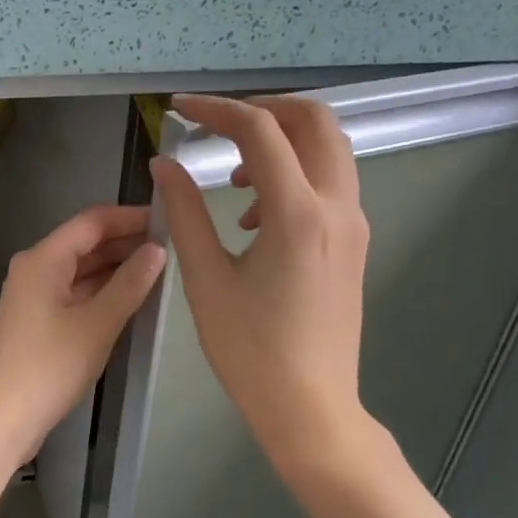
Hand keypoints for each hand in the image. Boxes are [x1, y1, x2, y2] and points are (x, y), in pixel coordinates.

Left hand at [0, 205, 165, 495]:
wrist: (2, 419)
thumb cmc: (49, 367)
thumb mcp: (97, 324)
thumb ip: (129, 284)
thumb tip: (157, 250)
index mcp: (43, 259)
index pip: (92, 222)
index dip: (130, 217)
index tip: (168, 219)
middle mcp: (36, 269)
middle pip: (86, 243)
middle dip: (126, 242)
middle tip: (174, 246)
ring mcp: (36, 295)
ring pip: (82, 269)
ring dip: (117, 268)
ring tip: (162, 270)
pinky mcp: (39, 320)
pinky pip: (77, 292)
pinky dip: (104, 291)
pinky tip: (133, 297)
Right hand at [149, 94, 374, 485]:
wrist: (310, 407)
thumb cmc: (250, 350)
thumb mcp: (206, 279)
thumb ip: (184, 212)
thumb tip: (164, 165)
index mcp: (297, 213)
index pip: (260, 132)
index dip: (216, 110)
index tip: (180, 110)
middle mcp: (337, 207)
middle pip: (315, 121)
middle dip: (264, 110)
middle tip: (217, 125)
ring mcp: (353, 225)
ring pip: (329, 150)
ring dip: (282, 142)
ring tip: (231, 179)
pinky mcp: (353, 243)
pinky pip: (330, 184)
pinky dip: (294, 175)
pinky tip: (254, 218)